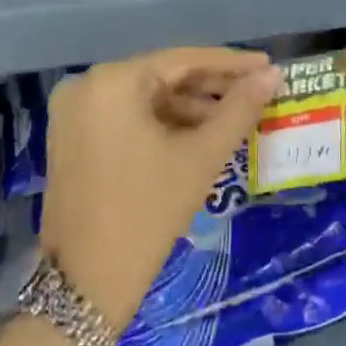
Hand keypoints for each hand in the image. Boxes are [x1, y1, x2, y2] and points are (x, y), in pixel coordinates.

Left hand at [40, 47, 284, 331]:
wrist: (86, 285)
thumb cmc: (148, 213)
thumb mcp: (200, 157)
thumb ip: (239, 109)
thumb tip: (273, 75)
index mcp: (111, 81)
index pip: (182, 60)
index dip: (230, 63)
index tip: (268, 64)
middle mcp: (86, 85)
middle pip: (162, 77)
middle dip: (211, 88)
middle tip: (258, 92)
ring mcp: (74, 113)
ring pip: (145, 99)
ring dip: (189, 108)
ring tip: (236, 117)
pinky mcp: (72, 137)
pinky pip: (126, 117)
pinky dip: (162, 124)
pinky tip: (199, 135)